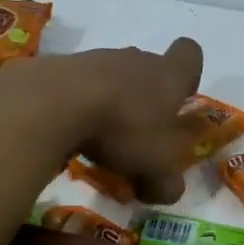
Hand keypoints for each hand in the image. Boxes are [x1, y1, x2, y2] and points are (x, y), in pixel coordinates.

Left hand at [17, 38, 204, 203]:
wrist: (53, 102)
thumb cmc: (122, 129)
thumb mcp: (156, 168)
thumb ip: (167, 182)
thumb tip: (168, 190)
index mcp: (169, 75)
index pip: (190, 53)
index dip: (189, 74)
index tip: (180, 98)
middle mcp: (136, 59)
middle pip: (148, 67)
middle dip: (147, 96)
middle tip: (139, 131)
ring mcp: (96, 58)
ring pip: (112, 76)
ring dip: (111, 100)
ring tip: (99, 136)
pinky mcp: (60, 66)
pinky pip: (78, 84)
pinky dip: (78, 103)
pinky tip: (69, 129)